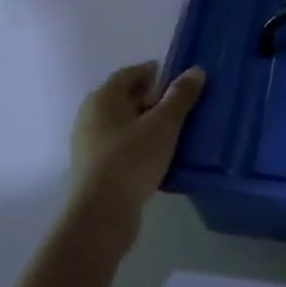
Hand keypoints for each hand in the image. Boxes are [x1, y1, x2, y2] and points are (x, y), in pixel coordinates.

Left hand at [69, 62, 206, 237]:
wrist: (101, 215)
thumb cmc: (132, 159)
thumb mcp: (163, 125)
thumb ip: (180, 97)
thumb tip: (196, 71)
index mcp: (103, 98)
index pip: (130, 74)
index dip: (154, 73)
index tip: (178, 79)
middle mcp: (90, 117)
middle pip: (125, 99)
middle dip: (153, 99)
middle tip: (182, 105)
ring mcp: (90, 145)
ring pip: (124, 125)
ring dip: (147, 124)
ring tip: (176, 132)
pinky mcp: (95, 170)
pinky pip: (121, 147)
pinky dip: (140, 145)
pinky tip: (160, 157)